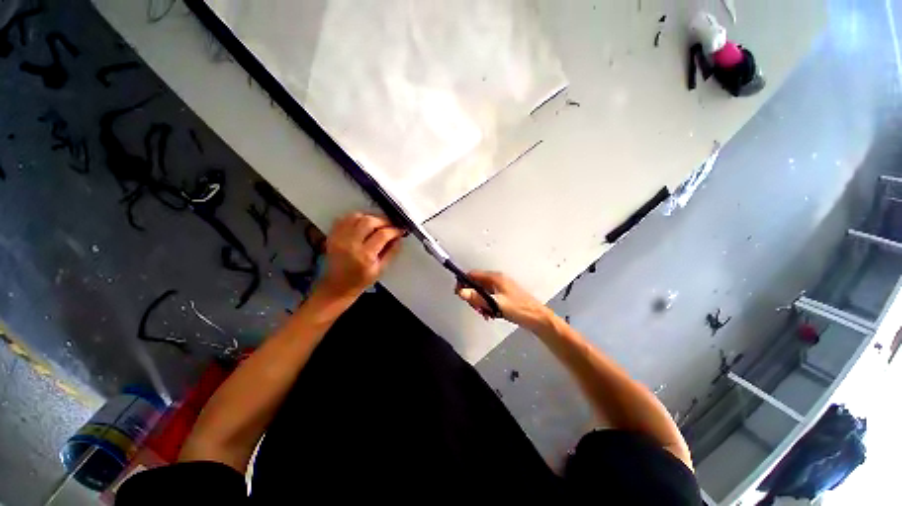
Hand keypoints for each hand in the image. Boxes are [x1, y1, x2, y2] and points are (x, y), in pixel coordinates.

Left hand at [317, 212, 403, 301]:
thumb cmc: (361, 280)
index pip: (382, 235)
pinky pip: (343, 219)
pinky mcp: (332, 236)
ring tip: (377, 223)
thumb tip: (398, 238)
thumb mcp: (381, 270)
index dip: (394, 230)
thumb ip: (391, 252)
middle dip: (383, 220)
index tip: (400, 230)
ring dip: (369, 217)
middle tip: (390, 225)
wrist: (337, 286)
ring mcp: (339, 238)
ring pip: (356, 216)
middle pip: (368, 221)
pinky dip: (355, 217)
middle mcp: (351, 244)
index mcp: (365, 255)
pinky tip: (362, 223)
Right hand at [455, 271, 549, 329]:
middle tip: (476, 308)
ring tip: (485, 313)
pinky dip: (487, 305)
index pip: (473, 274)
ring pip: (482, 292)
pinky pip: (489, 298)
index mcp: (495, 278)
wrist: (537, 318)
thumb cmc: (518, 309)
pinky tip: (491, 314)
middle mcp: (497, 280)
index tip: (460, 294)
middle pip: (476, 284)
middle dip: (473, 296)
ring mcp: (500, 288)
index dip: (463, 282)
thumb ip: (478, 298)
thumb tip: (461, 292)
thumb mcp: (495, 304)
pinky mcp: (503, 295)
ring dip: (480, 303)